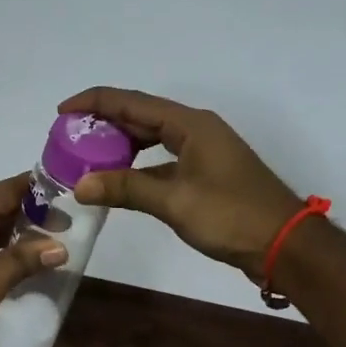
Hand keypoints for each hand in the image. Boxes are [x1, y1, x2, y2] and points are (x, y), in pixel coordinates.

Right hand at [58, 87, 302, 279]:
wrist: (284, 244)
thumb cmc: (232, 216)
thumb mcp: (174, 201)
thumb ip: (126, 188)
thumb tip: (80, 184)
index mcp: (190, 124)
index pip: (132, 102)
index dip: (95, 102)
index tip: (62, 111)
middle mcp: (196, 129)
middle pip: (141, 116)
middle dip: (104, 123)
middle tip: (69, 137)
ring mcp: (203, 151)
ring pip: (152, 137)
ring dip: (120, 145)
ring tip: (86, 156)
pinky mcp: (206, 173)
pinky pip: (162, 158)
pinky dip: (138, 165)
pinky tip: (119, 180)